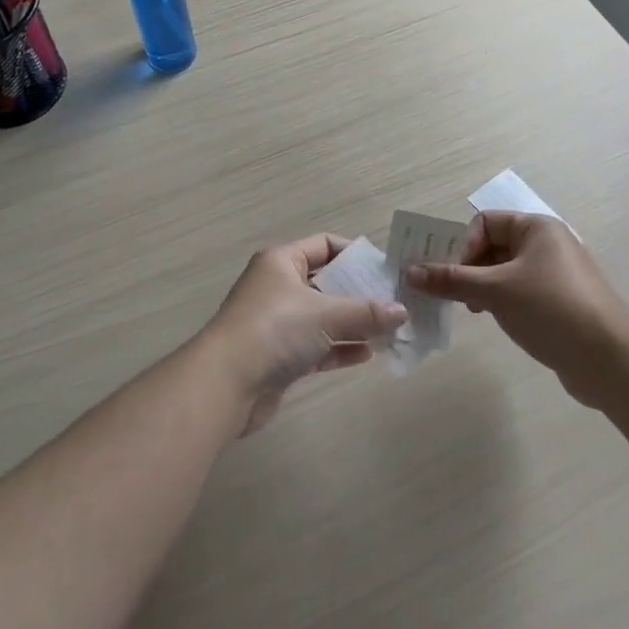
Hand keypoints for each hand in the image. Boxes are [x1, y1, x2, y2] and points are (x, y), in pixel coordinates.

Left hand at [201, 235, 406, 434]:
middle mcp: (278, 286)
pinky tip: (368, 354)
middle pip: (326, 282)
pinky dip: (340, 348)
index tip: (386, 271)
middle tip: (395, 304)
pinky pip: (317, 345)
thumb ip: (366, 312)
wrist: (226, 383)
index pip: (324, 245)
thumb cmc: (276, 329)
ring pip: (323, 317)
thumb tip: (402, 311)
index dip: (355, 255)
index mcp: (282, 261)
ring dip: (353, 324)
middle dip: (359, 293)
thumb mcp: (326, 314)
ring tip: (390, 332)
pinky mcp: (279, 356)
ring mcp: (277, 322)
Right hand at [405, 212, 625, 405]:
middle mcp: (547, 244)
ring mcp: (555, 275)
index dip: (463, 245)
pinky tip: (494, 320)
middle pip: (492, 245)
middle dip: (467, 267)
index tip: (452, 275)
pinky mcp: (559, 302)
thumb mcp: (494, 291)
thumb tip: (410, 272)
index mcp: (536, 228)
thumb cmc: (550, 308)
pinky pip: (519, 292)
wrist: (611, 359)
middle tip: (449, 294)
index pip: (484, 222)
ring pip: (504, 271)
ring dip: (481, 286)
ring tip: (470, 310)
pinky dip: (500, 301)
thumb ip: (450, 279)